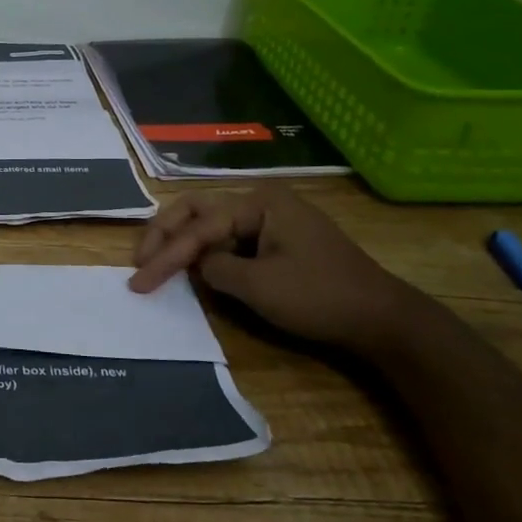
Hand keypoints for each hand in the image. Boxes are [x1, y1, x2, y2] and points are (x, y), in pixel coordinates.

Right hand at [127, 185, 432, 356]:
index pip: (198, 226)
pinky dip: (207, 253)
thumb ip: (214, 269)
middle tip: (140, 260)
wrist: (383, 320)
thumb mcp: (259, 287)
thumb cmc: (321, 297)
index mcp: (259, 203)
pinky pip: (231, 239)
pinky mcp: (278, 240)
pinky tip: (191, 267)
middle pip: (198, 210)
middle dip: (166, 234)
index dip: (165, 255)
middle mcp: (262, 201)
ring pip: (212, 223)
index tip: (138, 280)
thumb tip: (197, 264)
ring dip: (183, 242)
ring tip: (156, 264)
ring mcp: (272, 220)